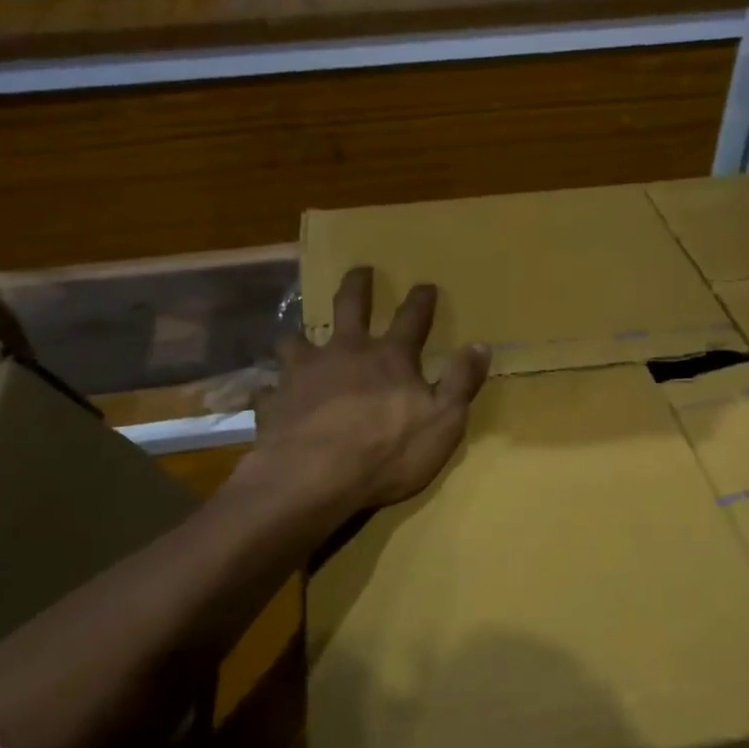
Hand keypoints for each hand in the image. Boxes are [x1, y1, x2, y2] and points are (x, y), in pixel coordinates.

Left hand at [247, 267, 489, 513]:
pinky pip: (267, 389)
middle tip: (361, 270)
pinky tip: (267, 397)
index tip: (426, 285)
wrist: (312, 477)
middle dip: (358, 286)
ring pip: (297, 341)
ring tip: (297, 337)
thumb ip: (461, 382)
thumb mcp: (443, 421)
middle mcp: (345, 353)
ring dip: (300, 337)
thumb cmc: (386, 452)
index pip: (412, 319)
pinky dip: (269, 391)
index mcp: (389, 358)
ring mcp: (304, 373)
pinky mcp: (274, 400)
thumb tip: (481, 345)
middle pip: (350, 307)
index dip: (421, 301)